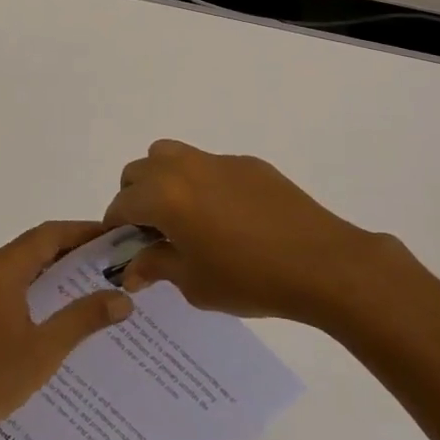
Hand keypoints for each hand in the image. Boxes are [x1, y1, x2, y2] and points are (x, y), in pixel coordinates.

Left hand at [0, 221, 132, 439]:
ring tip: (89, 285)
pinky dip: (32, 288)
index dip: (82, 231)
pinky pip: (6, 285)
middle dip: (71, 251)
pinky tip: (52, 313)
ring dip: (51, 271)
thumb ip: (83, 319)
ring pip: (19, 267)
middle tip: (109, 262)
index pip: (48, 235)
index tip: (113, 236)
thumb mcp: (44, 349)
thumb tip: (123, 299)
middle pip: (33, 247)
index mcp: (1, 268)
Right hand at [105, 140, 396, 323]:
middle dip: (135, 198)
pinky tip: (227, 217)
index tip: (124, 248)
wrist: (322, 263)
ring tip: (182, 215)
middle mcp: (184, 168)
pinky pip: (208, 165)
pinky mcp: (247, 163)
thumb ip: (156, 267)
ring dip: (163, 179)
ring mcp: (217, 161)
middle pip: (139, 171)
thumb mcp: (194, 283)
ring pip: (170, 155)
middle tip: (153, 232)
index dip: (116, 227)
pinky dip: (201, 183)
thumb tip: (131, 269)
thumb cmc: (250, 279)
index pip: (122, 204)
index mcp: (164, 196)